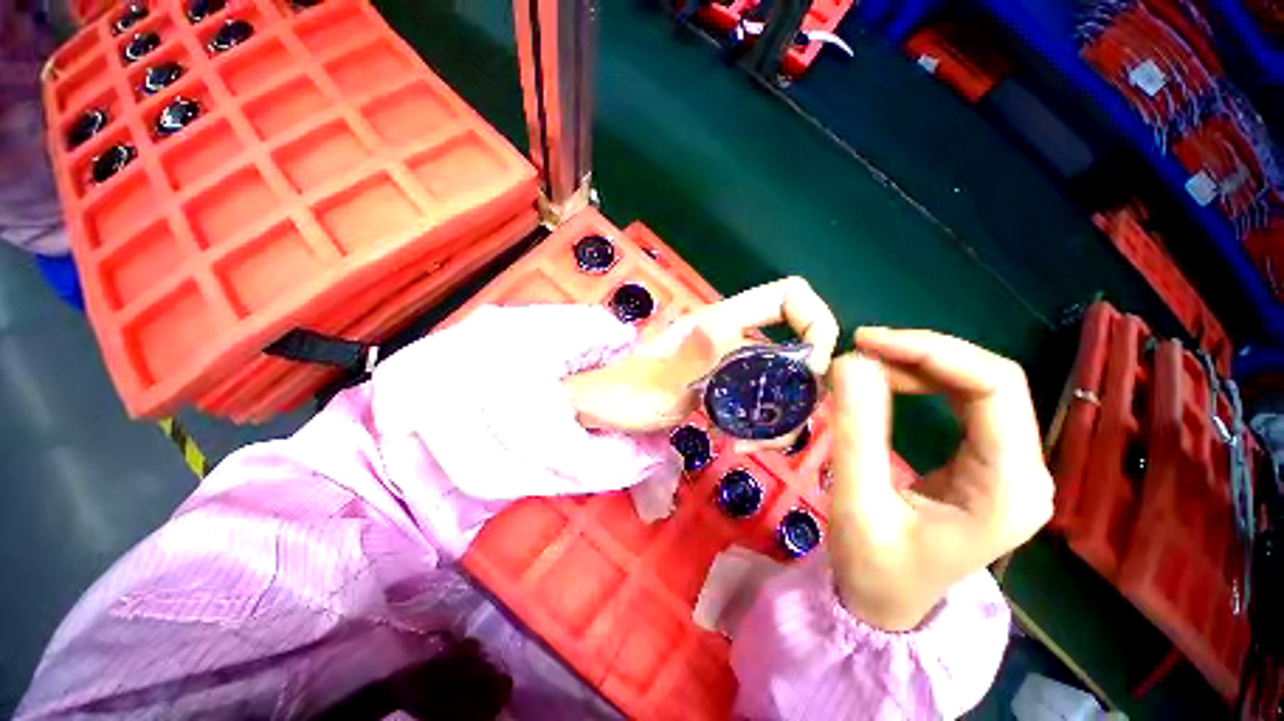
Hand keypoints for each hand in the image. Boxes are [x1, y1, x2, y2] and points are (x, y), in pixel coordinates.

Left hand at [566, 277, 838, 437]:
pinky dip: (764, 426)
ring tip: (744, 444)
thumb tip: (724, 327)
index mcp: (722, 322)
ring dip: (781, 418)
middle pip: (798, 347)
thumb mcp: (657, 381)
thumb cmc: (622, 394)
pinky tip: (736, 442)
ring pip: (784, 381)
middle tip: (775, 427)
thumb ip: (689, 356)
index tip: (810, 371)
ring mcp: (732, 364)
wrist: (602, 410)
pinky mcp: (726, 388)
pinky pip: (764, 401)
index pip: (790, 295)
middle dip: (801, 391)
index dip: (816, 322)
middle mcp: (734, 337)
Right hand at [827, 328, 1052, 631]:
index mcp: (1009, 488)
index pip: (994, 387)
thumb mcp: (858, 503)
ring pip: (975, 384)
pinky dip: (920, 380)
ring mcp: (1008, 464)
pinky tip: (887, 380)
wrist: (887, 603)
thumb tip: (850, 362)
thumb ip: (856, 431)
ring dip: (918, 364)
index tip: (867, 341)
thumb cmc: (874, 568)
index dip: (932, 351)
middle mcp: (1024, 470)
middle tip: (860, 349)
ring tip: (865, 363)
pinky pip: (962, 401)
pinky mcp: (986, 461)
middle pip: (989, 379)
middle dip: (921, 353)